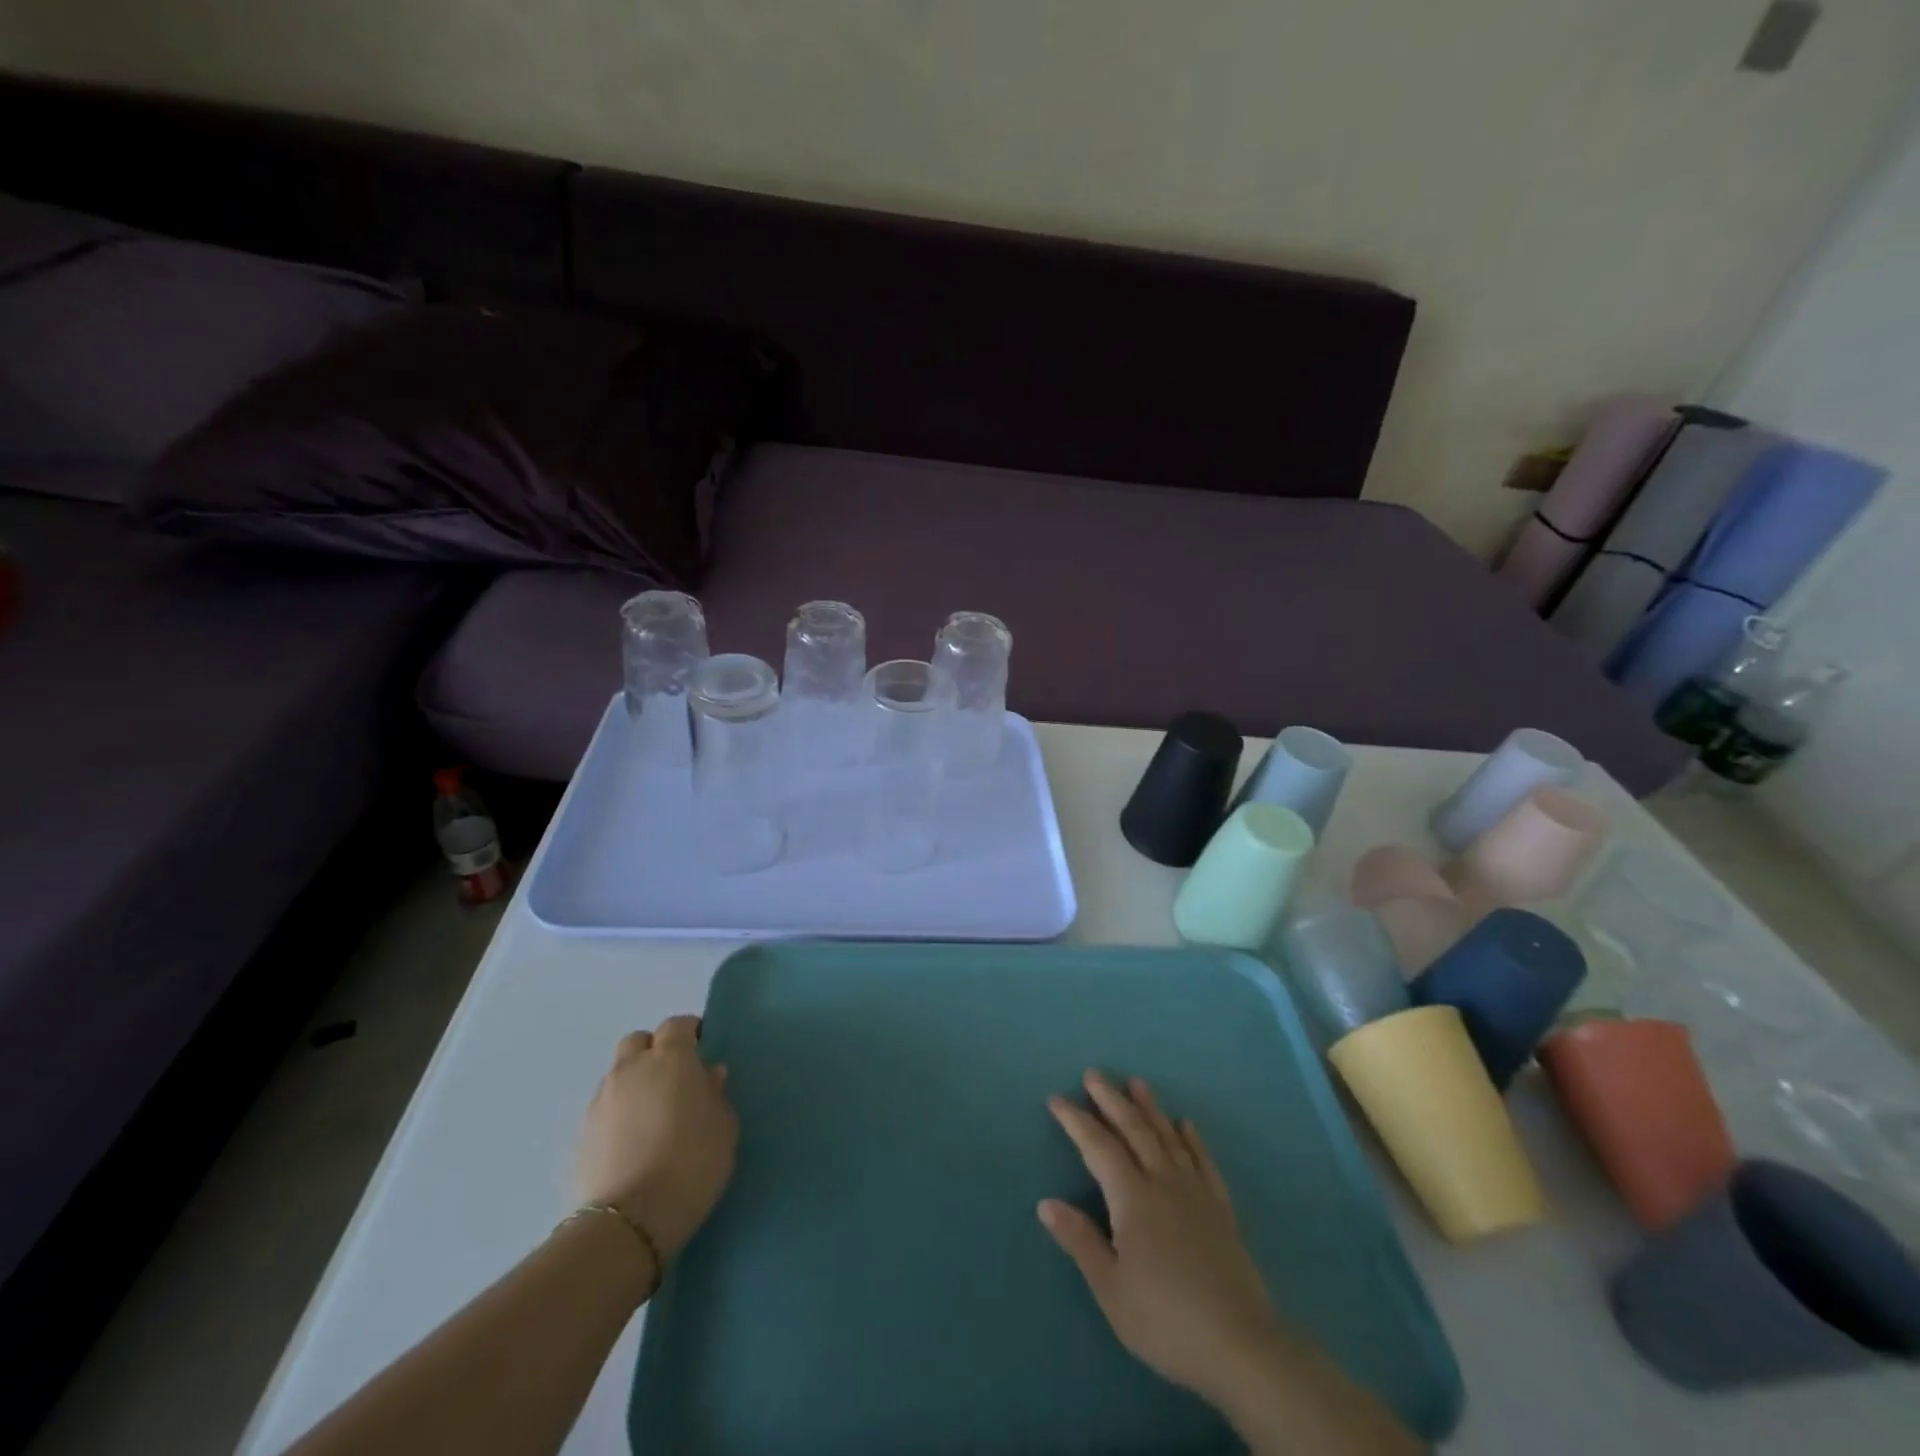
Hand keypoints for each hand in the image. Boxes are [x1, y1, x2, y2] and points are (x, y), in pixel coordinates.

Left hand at [576, 1016, 737, 1264]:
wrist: (630, 1221)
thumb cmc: (692, 1163)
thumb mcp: (724, 1126)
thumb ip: (716, 1094)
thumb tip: (707, 1075)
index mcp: (671, 1058)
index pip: (677, 1025)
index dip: (690, 1033)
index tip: (702, 1049)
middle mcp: (632, 1069)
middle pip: (639, 1041)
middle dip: (655, 1051)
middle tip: (674, 1078)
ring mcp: (602, 1100)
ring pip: (618, 1074)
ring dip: (635, 1082)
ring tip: (652, 1114)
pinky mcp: (582, 1133)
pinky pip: (606, 1107)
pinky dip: (620, 1112)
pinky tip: (633, 1140)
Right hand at [1040, 1071, 1284, 1407]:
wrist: (1241, 1346)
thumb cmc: (1165, 1321)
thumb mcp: (1111, 1290)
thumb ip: (1080, 1241)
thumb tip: (1046, 1202)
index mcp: (1132, 1199)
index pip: (1098, 1147)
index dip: (1076, 1121)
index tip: (1057, 1099)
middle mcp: (1163, 1182)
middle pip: (1134, 1130)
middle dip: (1112, 1100)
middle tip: (1095, 1073)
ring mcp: (1196, 1192)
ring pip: (1168, 1137)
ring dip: (1150, 1108)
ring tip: (1137, 1082)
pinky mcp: (1221, 1209)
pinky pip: (1204, 1161)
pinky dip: (1193, 1140)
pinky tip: (1186, 1125)